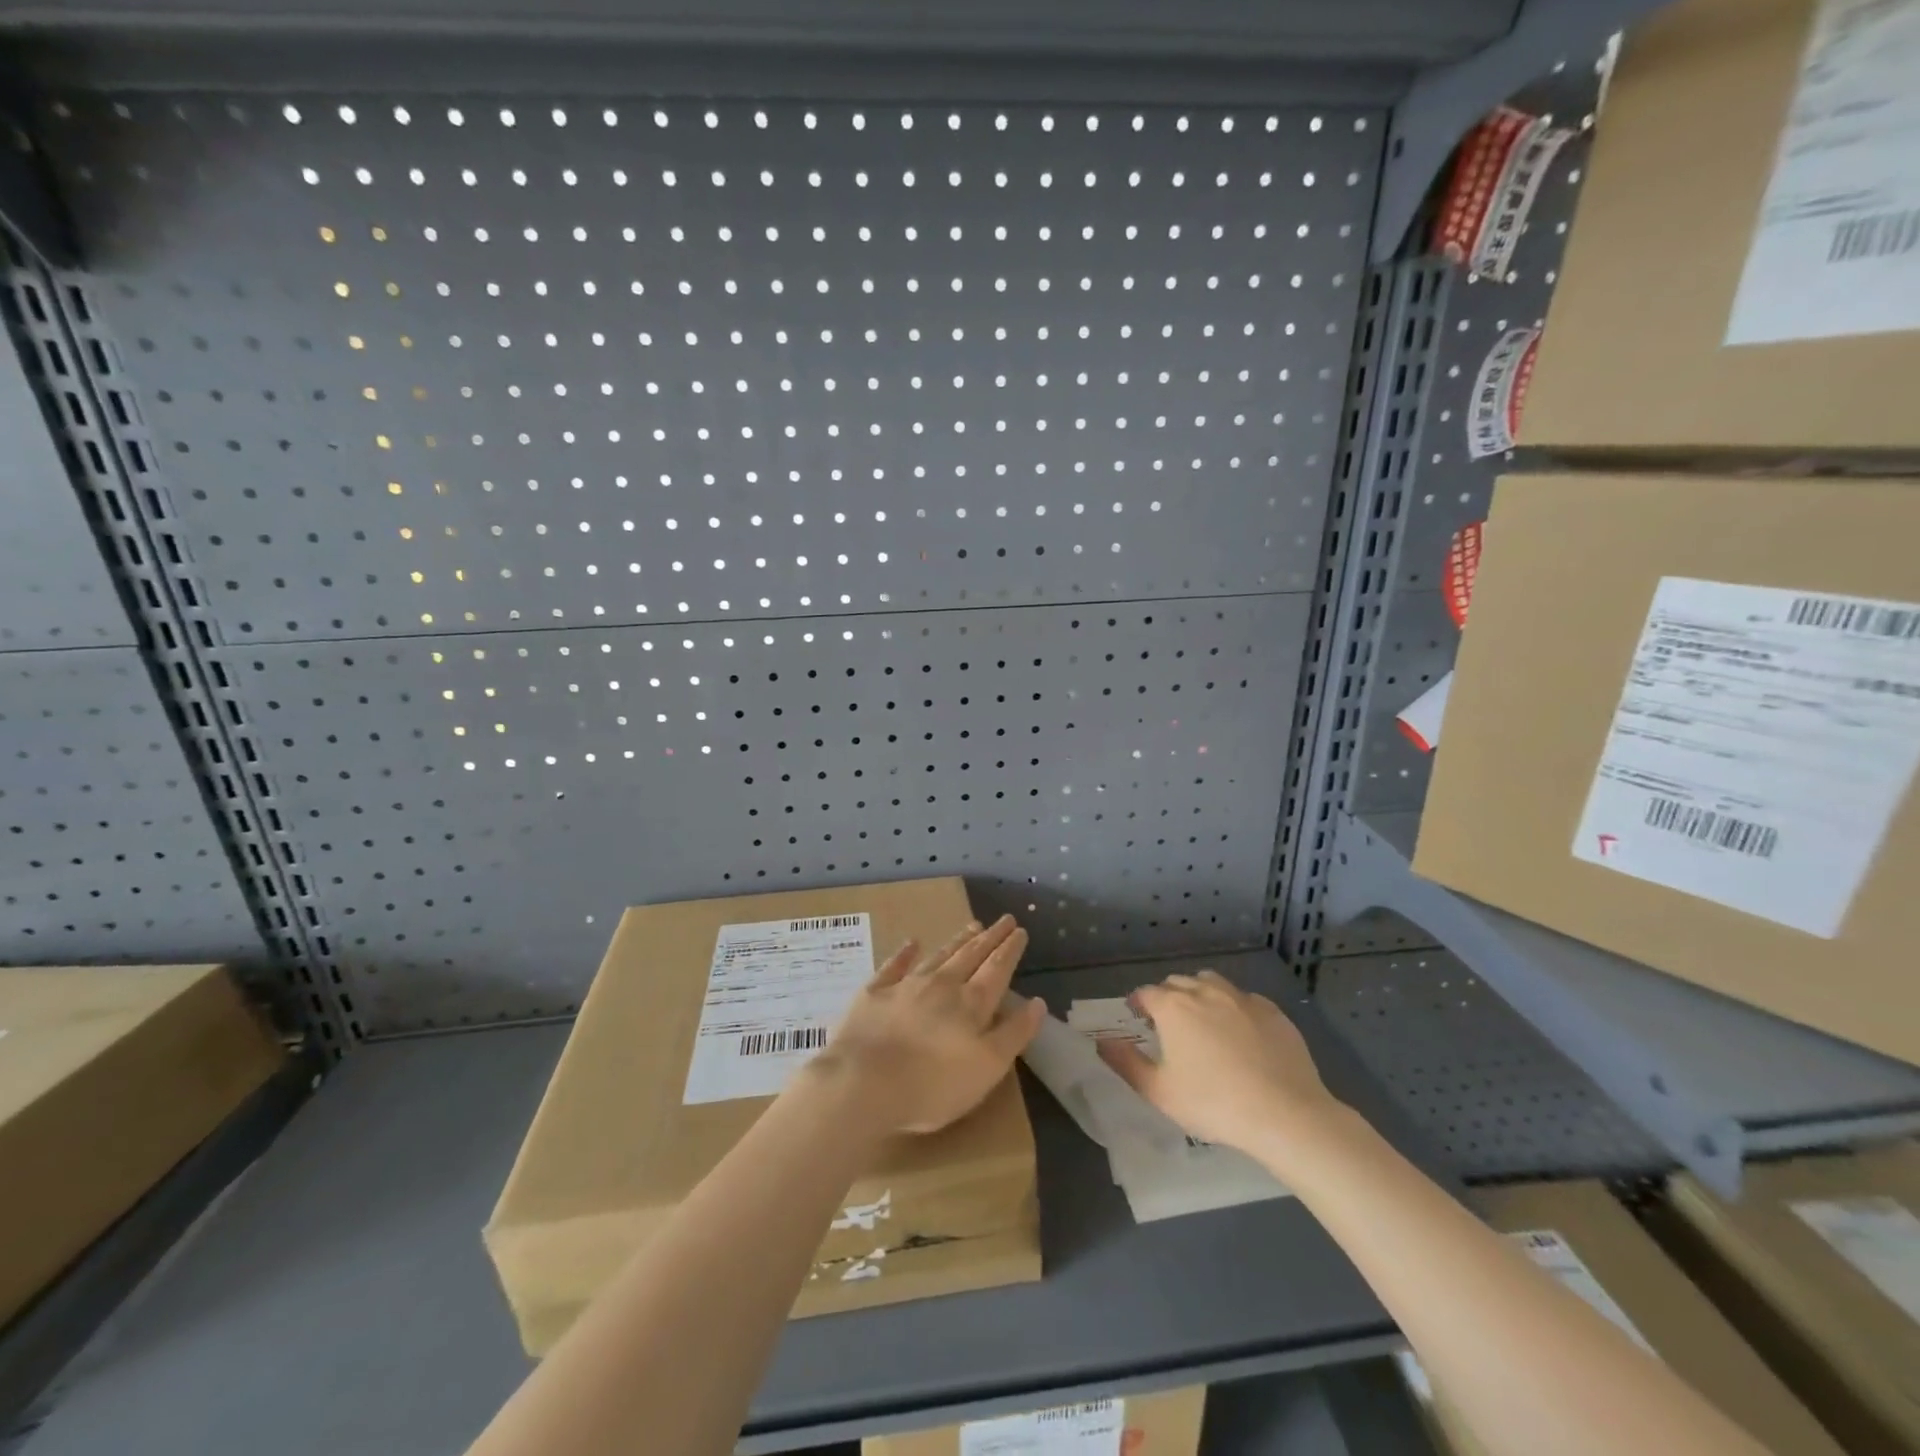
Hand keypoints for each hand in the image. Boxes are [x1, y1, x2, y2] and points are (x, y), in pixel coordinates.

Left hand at [818, 915, 1045, 1135]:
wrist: (863, 1084)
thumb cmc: (933, 1086)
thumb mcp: (987, 1068)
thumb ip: (1014, 1033)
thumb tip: (1037, 1002)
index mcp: (971, 1004)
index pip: (997, 969)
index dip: (1010, 950)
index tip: (1020, 930)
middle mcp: (942, 985)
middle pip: (971, 956)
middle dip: (990, 938)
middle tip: (1003, 920)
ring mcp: (906, 986)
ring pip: (938, 956)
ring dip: (957, 941)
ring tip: (972, 926)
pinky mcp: (874, 994)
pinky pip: (894, 966)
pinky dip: (905, 953)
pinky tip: (911, 942)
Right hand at [1097, 970, 1342, 1154]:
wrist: (1285, 1114)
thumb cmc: (1213, 1104)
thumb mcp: (1159, 1092)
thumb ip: (1125, 1063)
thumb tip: (1101, 1042)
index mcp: (1173, 1008)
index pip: (1146, 993)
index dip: (1138, 1004)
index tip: (1138, 1019)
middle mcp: (1205, 992)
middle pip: (1178, 982)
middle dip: (1168, 997)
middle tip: (1169, 1025)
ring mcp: (1242, 998)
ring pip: (1211, 982)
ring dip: (1200, 994)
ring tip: (1203, 1021)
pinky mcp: (1272, 1011)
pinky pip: (1245, 999)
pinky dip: (1234, 1007)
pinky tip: (1241, 1033)